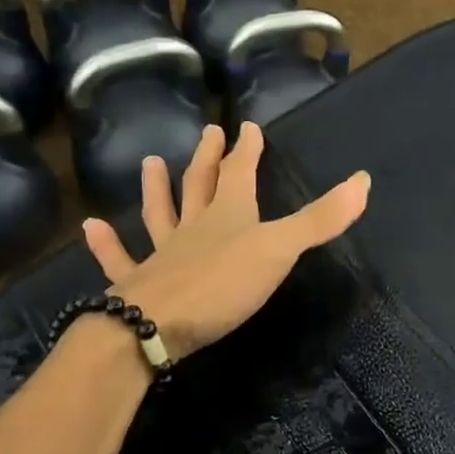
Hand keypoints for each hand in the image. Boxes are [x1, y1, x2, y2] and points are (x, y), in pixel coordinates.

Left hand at [82, 122, 370, 360]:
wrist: (155, 327)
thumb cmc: (222, 284)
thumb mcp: (280, 249)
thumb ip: (320, 218)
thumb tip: (364, 179)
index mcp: (229, 215)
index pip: (240, 173)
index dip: (247, 150)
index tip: (249, 126)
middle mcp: (193, 228)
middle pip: (200, 185)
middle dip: (208, 159)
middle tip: (209, 132)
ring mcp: (162, 255)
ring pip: (159, 214)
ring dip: (156, 189)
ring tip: (150, 163)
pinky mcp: (140, 285)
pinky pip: (120, 259)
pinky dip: (107, 244)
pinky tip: (91, 227)